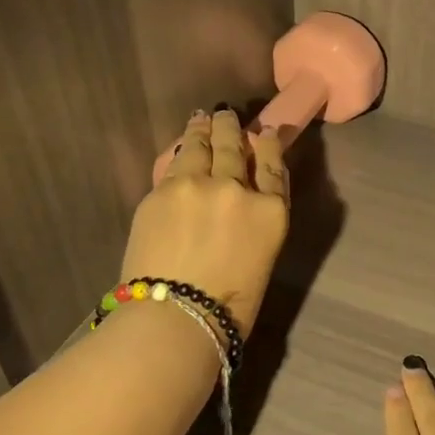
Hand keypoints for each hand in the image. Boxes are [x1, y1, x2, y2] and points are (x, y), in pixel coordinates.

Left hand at [120, 107, 288, 335]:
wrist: (174, 317)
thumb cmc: (229, 305)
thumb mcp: (262, 257)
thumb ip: (258, 219)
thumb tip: (246, 197)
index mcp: (270, 211)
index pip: (273, 166)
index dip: (269, 145)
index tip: (264, 132)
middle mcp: (237, 188)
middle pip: (235, 146)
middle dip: (231, 128)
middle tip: (226, 116)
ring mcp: (196, 185)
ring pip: (202, 145)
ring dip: (204, 129)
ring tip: (202, 119)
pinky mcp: (162, 191)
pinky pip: (174, 162)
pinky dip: (180, 150)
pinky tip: (181, 144)